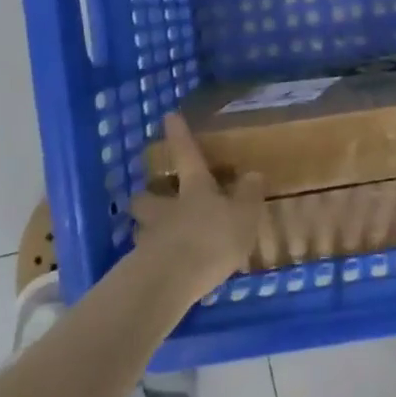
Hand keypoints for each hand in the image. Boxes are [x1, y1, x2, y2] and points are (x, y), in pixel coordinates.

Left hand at [131, 113, 265, 296]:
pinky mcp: (142, 268)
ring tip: (158, 237)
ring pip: (142, 226)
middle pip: (148, 195)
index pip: (186, 155)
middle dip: (148, 194)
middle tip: (153, 197)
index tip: (168, 116)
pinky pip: (146, 257)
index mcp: (194, 189)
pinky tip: (166, 270)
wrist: (170, 280)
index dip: (179, 135)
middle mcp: (167, 208)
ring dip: (147, 228)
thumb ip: (249, 196)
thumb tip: (253, 173)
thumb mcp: (244, 216)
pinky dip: (153, 259)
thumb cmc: (212, 239)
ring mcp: (150, 238)